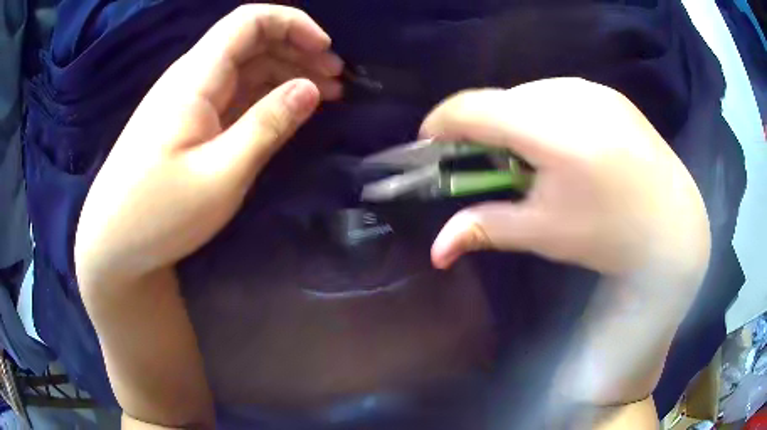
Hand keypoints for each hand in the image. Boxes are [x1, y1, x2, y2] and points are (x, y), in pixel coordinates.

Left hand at [75, 5, 338, 285]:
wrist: (113, 243)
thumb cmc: (159, 213)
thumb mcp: (221, 174)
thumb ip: (268, 125)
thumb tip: (311, 88)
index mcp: (196, 77)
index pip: (250, 21)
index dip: (293, 24)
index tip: (326, 51)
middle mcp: (192, 78)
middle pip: (252, 41)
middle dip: (298, 50)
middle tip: (336, 80)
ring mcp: (188, 101)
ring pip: (246, 67)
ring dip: (286, 73)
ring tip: (324, 94)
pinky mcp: (188, 123)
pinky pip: (234, 94)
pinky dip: (266, 95)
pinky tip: (286, 110)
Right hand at [423, 78, 709, 280]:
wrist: (673, 226)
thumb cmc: (610, 235)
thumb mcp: (545, 234)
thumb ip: (485, 228)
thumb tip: (435, 251)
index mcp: (552, 130)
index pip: (474, 107)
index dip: (441, 122)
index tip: (429, 143)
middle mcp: (571, 95)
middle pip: (502, 99)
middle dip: (483, 129)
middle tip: (492, 166)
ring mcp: (594, 90)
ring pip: (530, 94)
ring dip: (516, 121)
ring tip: (535, 160)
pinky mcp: (610, 93)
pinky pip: (559, 94)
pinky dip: (545, 114)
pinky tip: (566, 146)